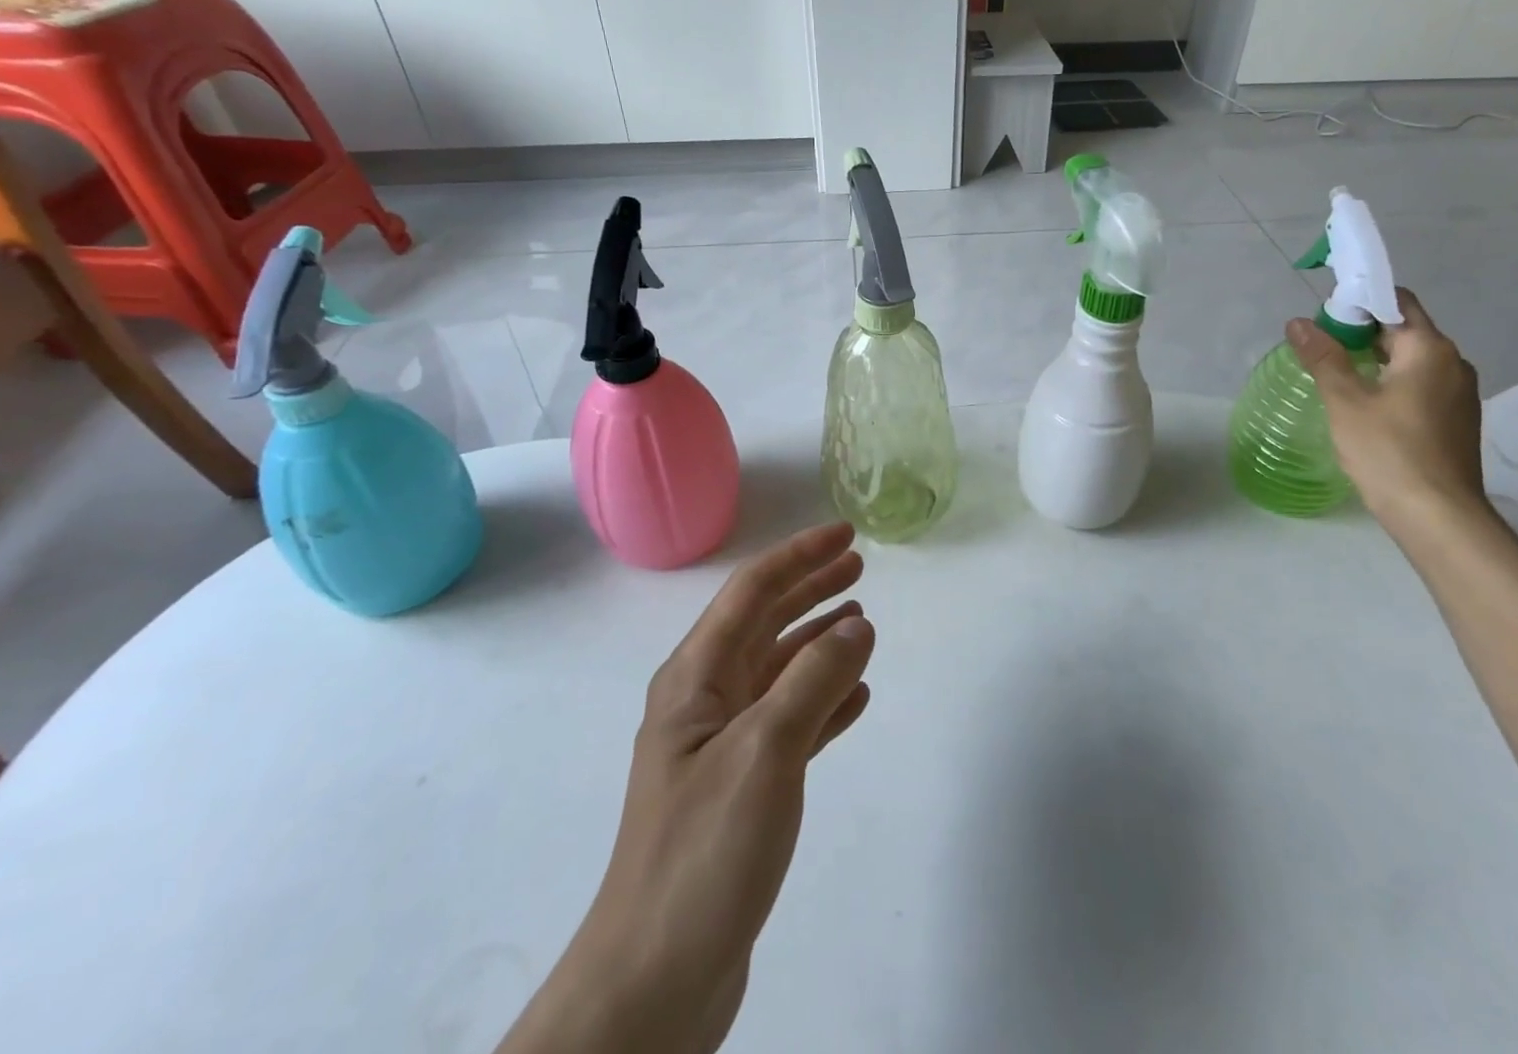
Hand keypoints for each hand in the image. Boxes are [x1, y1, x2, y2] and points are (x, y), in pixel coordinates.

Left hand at [497, 522, 873, 1053]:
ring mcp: (722, 746)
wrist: (654, 984)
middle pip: (765, 623)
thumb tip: (857, 625)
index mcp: (696, 678)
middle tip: (859, 566)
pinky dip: (823, 700)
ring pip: (780, 671)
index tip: (845, 533)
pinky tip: (855, 697)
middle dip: (810, 589)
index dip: (799, 556)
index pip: (752, 591)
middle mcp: (705, 701)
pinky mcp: (742, 788)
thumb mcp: (765, 751)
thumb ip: (814, 680)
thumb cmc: (703, 852)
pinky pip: (791, 721)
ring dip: (819, 640)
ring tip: (863, 620)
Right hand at [1287, 288, 1486, 531]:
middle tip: (1320, 348)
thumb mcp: (1345, 401)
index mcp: (1430, 349)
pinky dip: (1392, 383)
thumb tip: (1298, 322)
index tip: (1324, 319)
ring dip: (1376, 359)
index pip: (1396, 302)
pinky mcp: (1457, 420)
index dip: (1359, 302)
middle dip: (1362, 332)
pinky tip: (1365, 406)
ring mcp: (1460, 394)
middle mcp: (1454, 363)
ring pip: (1412, 360)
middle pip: (1404, 330)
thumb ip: (1323, 357)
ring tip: (1337, 376)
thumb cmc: (1388, 450)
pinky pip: (1421, 385)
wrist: (1437, 516)